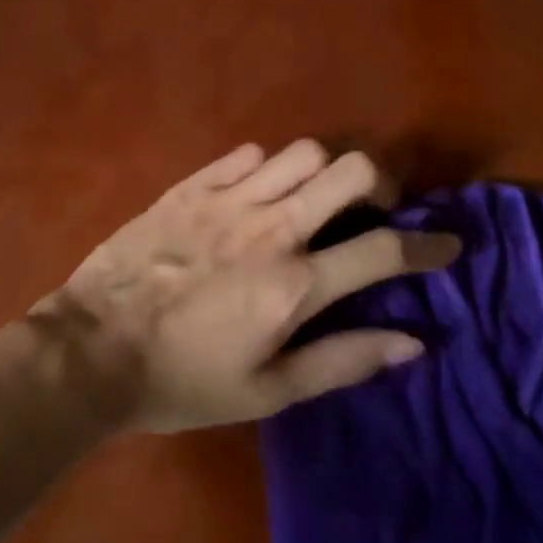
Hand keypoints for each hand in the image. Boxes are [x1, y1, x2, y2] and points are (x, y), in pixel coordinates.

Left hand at [29, 141, 459, 432]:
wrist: (94, 348)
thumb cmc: (184, 380)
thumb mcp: (269, 391)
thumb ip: (344, 360)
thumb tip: (414, 342)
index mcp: (294, 284)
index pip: (383, 250)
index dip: (428, 246)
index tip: (448, 244)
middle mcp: (270, 227)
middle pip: (350, 171)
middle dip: (380, 183)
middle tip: (375, 208)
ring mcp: (228, 198)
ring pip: (302, 152)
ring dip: (323, 171)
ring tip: (315, 199)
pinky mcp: (191, 184)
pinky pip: (246, 153)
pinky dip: (267, 166)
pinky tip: (258, 192)